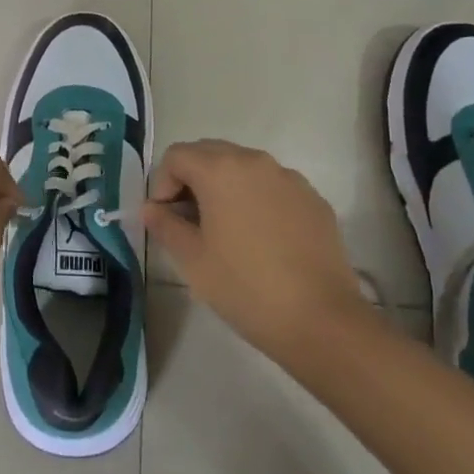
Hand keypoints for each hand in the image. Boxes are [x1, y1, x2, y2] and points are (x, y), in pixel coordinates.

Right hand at [143, 139, 369, 361]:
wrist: (321, 320)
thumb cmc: (245, 286)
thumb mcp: (192, 259)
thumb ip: (164, 225)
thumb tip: (152, 209)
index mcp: (221, 169)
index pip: (176, 156)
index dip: (162, 184)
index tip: (165, 220)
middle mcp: (256, 162)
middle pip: (210, 153)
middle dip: (191, 180)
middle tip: (188, 222)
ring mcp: (289, 178)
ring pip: (244, 168)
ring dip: (224, 187)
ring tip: (224, 230)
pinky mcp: (313, 199)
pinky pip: (273, 187)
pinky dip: (256, 200)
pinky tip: (260, 240)